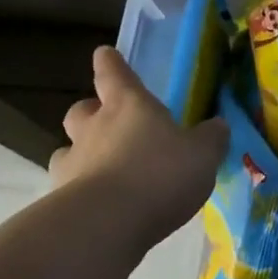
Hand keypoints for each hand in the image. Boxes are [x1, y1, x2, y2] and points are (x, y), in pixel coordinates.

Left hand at [49, 46, 228, 249]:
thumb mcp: (203, 154)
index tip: (105, 54)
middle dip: (93, 111)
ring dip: (84, 152)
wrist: (107, 224)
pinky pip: (70, 185)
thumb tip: (217, 125)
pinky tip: (102, 204)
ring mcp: (73, 163)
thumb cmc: (161, 174)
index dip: (111, 63)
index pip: (115, 73)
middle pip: (82, 109)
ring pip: (70, 148)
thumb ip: (211, 137)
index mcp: (129, 106)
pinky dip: (82, 189)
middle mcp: (94, 127)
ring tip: (105, 169)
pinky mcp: (60, 198)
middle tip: (110, 122)